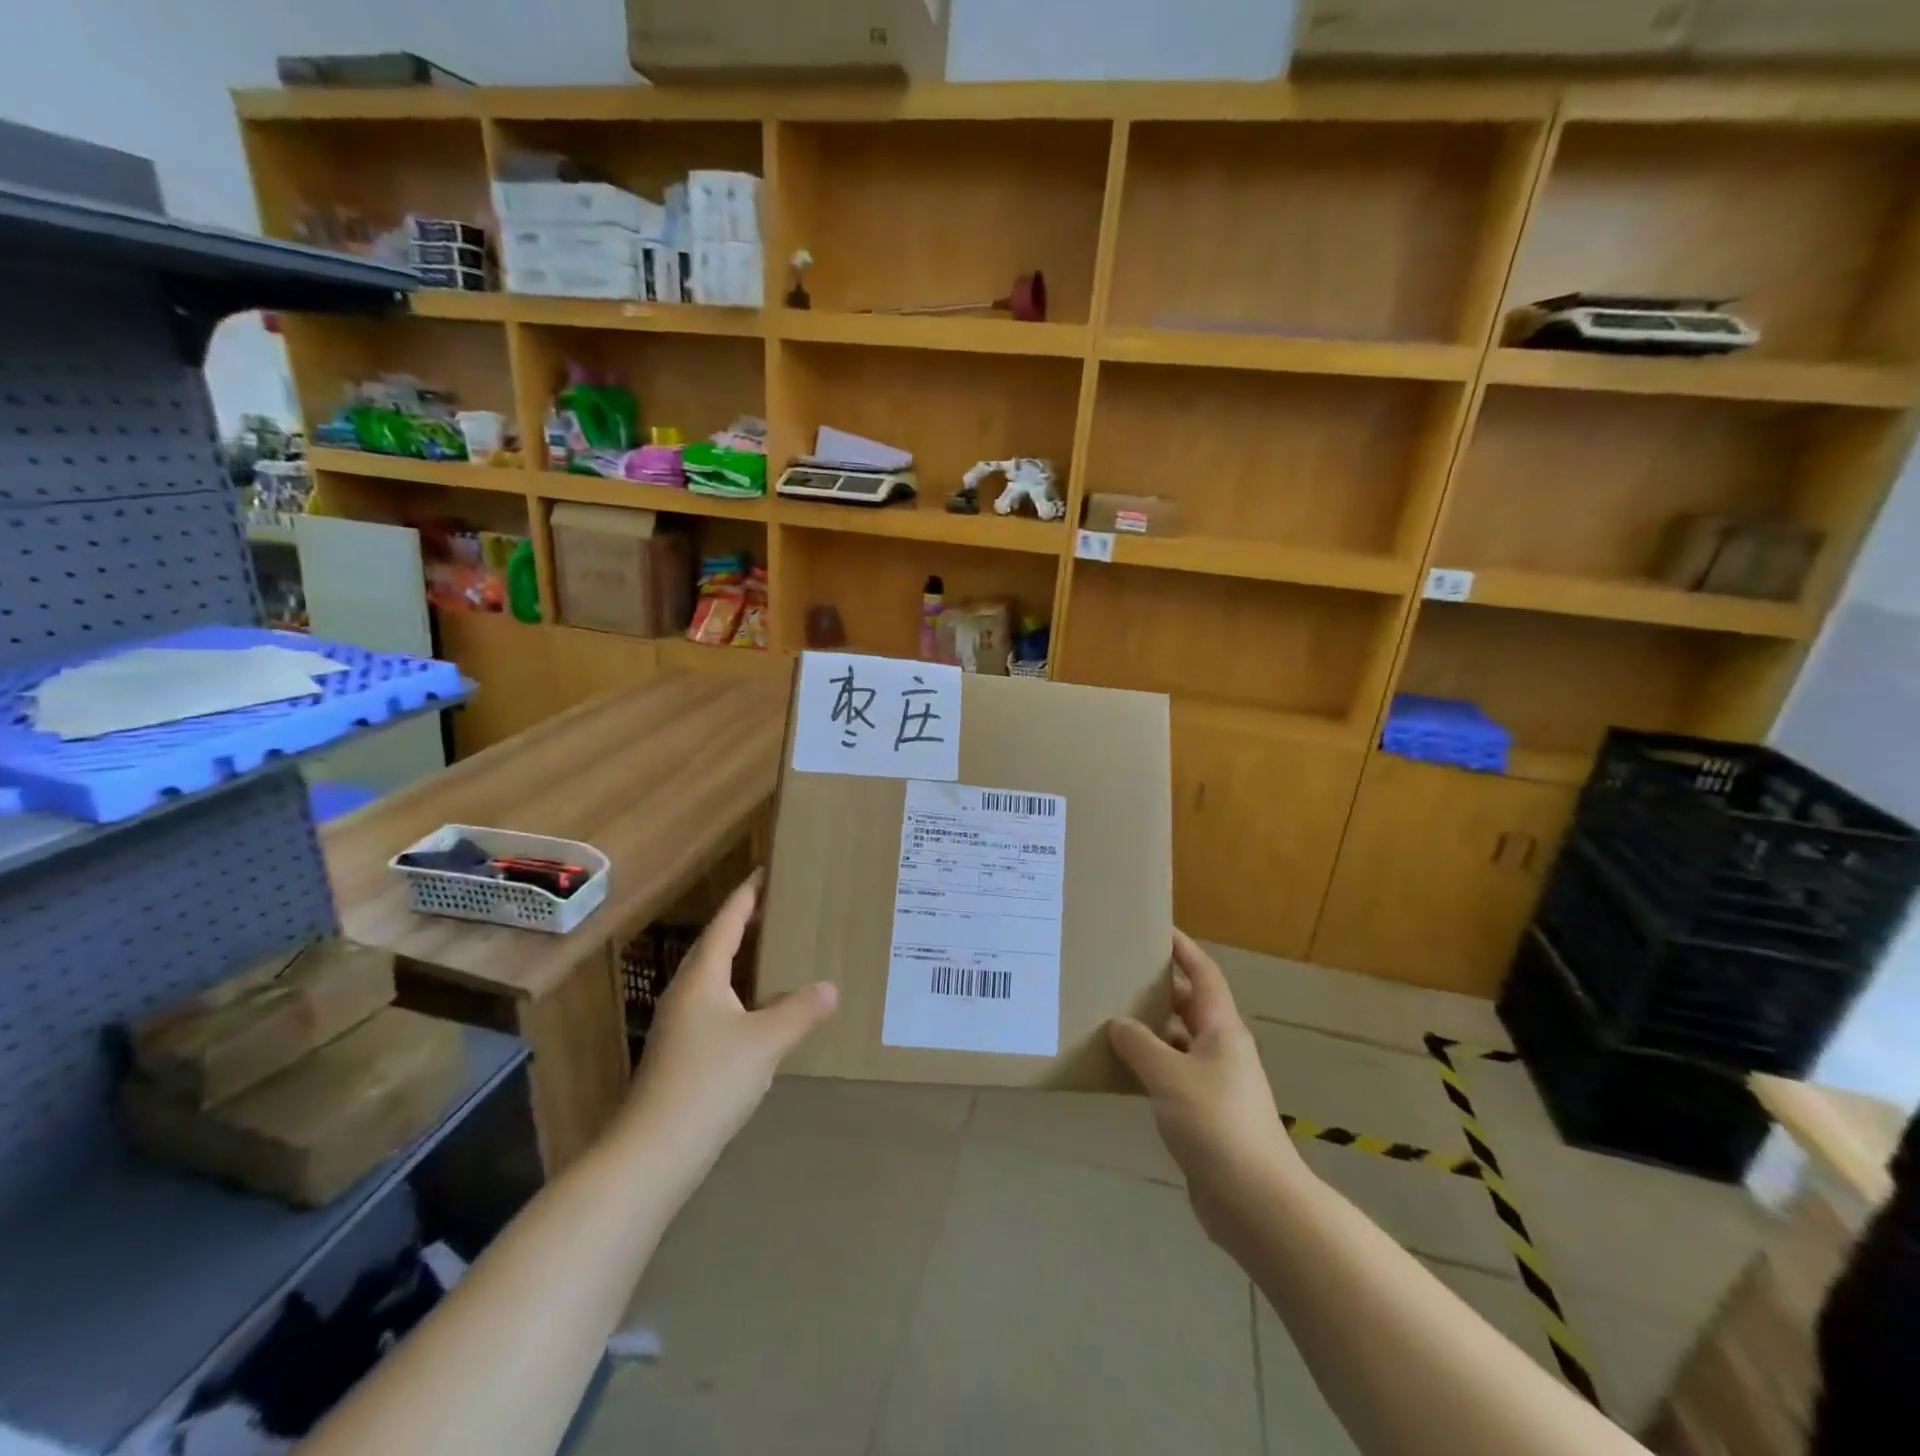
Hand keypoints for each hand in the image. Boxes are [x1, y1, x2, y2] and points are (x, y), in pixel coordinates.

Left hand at [625, 872, 837, 1182]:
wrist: (655, 1152)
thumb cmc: (709, 1081)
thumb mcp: (764, 1042)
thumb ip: (799, 1011)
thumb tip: (830, 987)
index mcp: (702, 978)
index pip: (726, 924)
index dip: (745, 897)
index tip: (763, 872)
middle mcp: (687, 994)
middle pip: (715, 947)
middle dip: (742, 924)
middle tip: (774, 906)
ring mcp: (682, 1026)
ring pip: (715, 980)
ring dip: (741, 961)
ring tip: (772, 951)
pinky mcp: (684, 1054)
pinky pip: (718, 1007)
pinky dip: (741, 995)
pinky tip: (761, 1012)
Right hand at [1108, 930, 1305, 1248]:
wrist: (1254, 1201)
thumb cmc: (1216, 1123)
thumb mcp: (1170, 1075)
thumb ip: (1140, 1044)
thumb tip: (1119, 1023)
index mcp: (1222, 1029)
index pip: (1203, 974)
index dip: (1184, 949)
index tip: (1157, 929)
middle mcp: (1221, 1050)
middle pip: (1189, 1006)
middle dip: (1158, 988)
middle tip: (1119, 972)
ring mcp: (1215, 1084)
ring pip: (1178, 1043)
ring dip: (1149, 1030)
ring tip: (1109, 1015)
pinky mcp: (1204, 1115)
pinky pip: (1172, 1076)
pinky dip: (1149, 1066)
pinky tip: (1121, 1068)